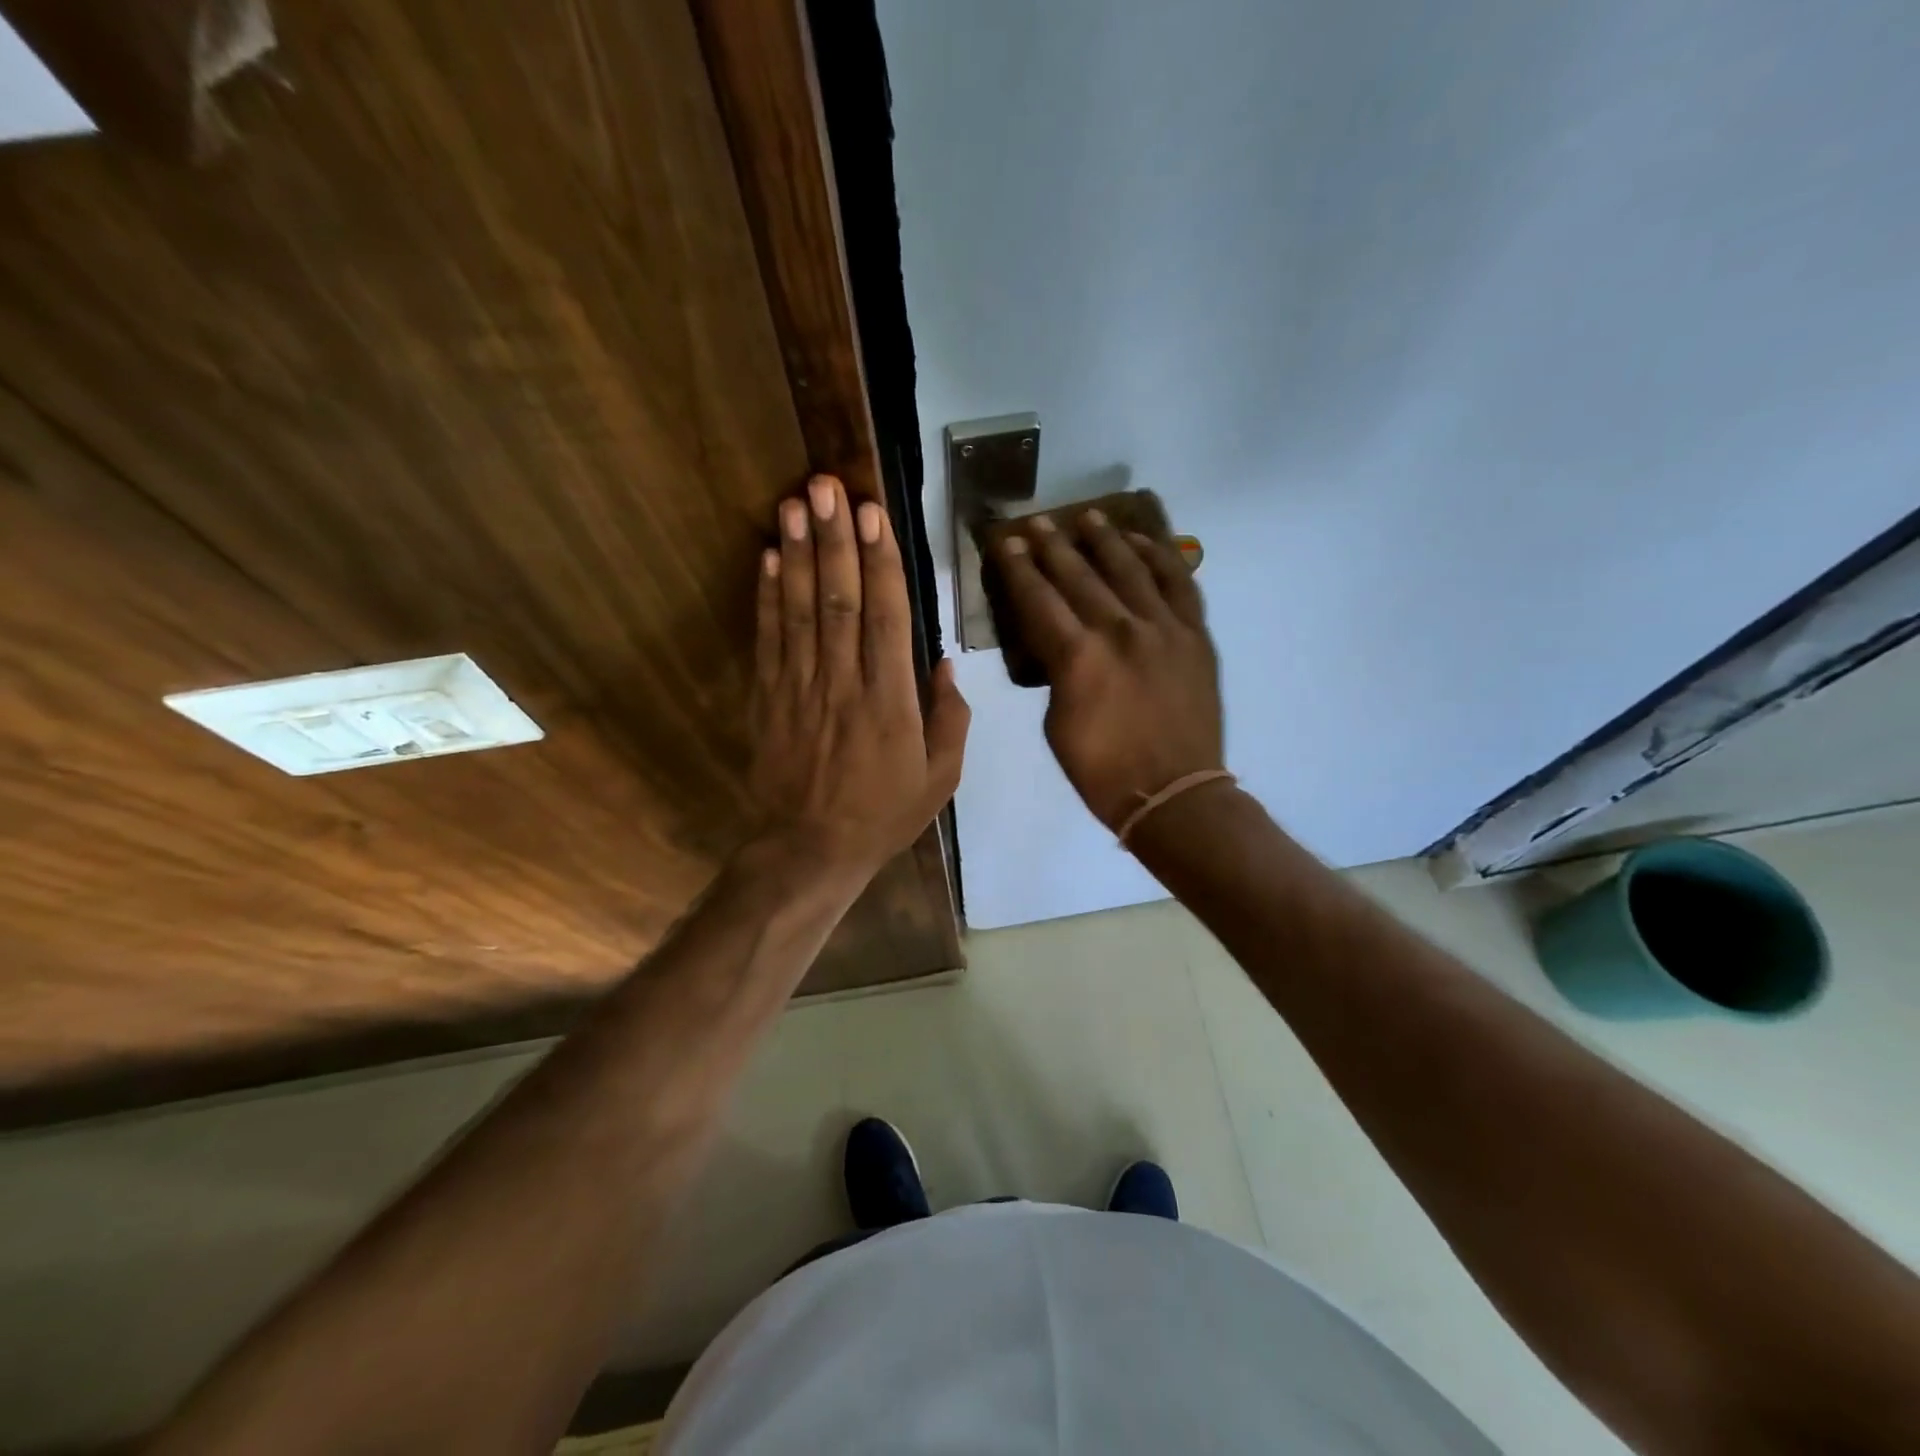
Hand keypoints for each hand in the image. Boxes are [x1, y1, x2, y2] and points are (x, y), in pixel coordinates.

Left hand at [749, 474, 969, 879]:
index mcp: (891, 702)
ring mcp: (800, 688)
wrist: (810, 849)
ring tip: (796, 503)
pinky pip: (768, 639)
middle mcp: (844, 684)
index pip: (886, 618)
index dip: (879, 562)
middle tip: (827, 485)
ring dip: (799, 553)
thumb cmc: (883, 814)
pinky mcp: (768, 698)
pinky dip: (767, 596)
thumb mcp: (940, 778)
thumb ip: (950, 719)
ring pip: (800, 610)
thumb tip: (944, 664)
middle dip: (834, 539)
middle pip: (838, 600)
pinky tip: (770, 557)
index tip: (873, 514)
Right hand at [993, 510, 1222, 830]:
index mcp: (1077, 658)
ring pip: (1129, 567)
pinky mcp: (1195, 634)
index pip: (1038, 599)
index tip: (1006, 544)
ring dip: (1104, 539)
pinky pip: (1178, 583)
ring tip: (1088, 517)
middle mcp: (1118, 630)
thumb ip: (1057, 675)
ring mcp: (1162, 628)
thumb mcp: (1058, 725)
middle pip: (1078, 575)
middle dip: (1052, 546)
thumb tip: (1061, 646)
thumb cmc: (1103, 771)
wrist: (1174, 793)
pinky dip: (1159, 557)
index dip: (1018, 570)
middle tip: (1036, 524)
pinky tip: (1143, 542)